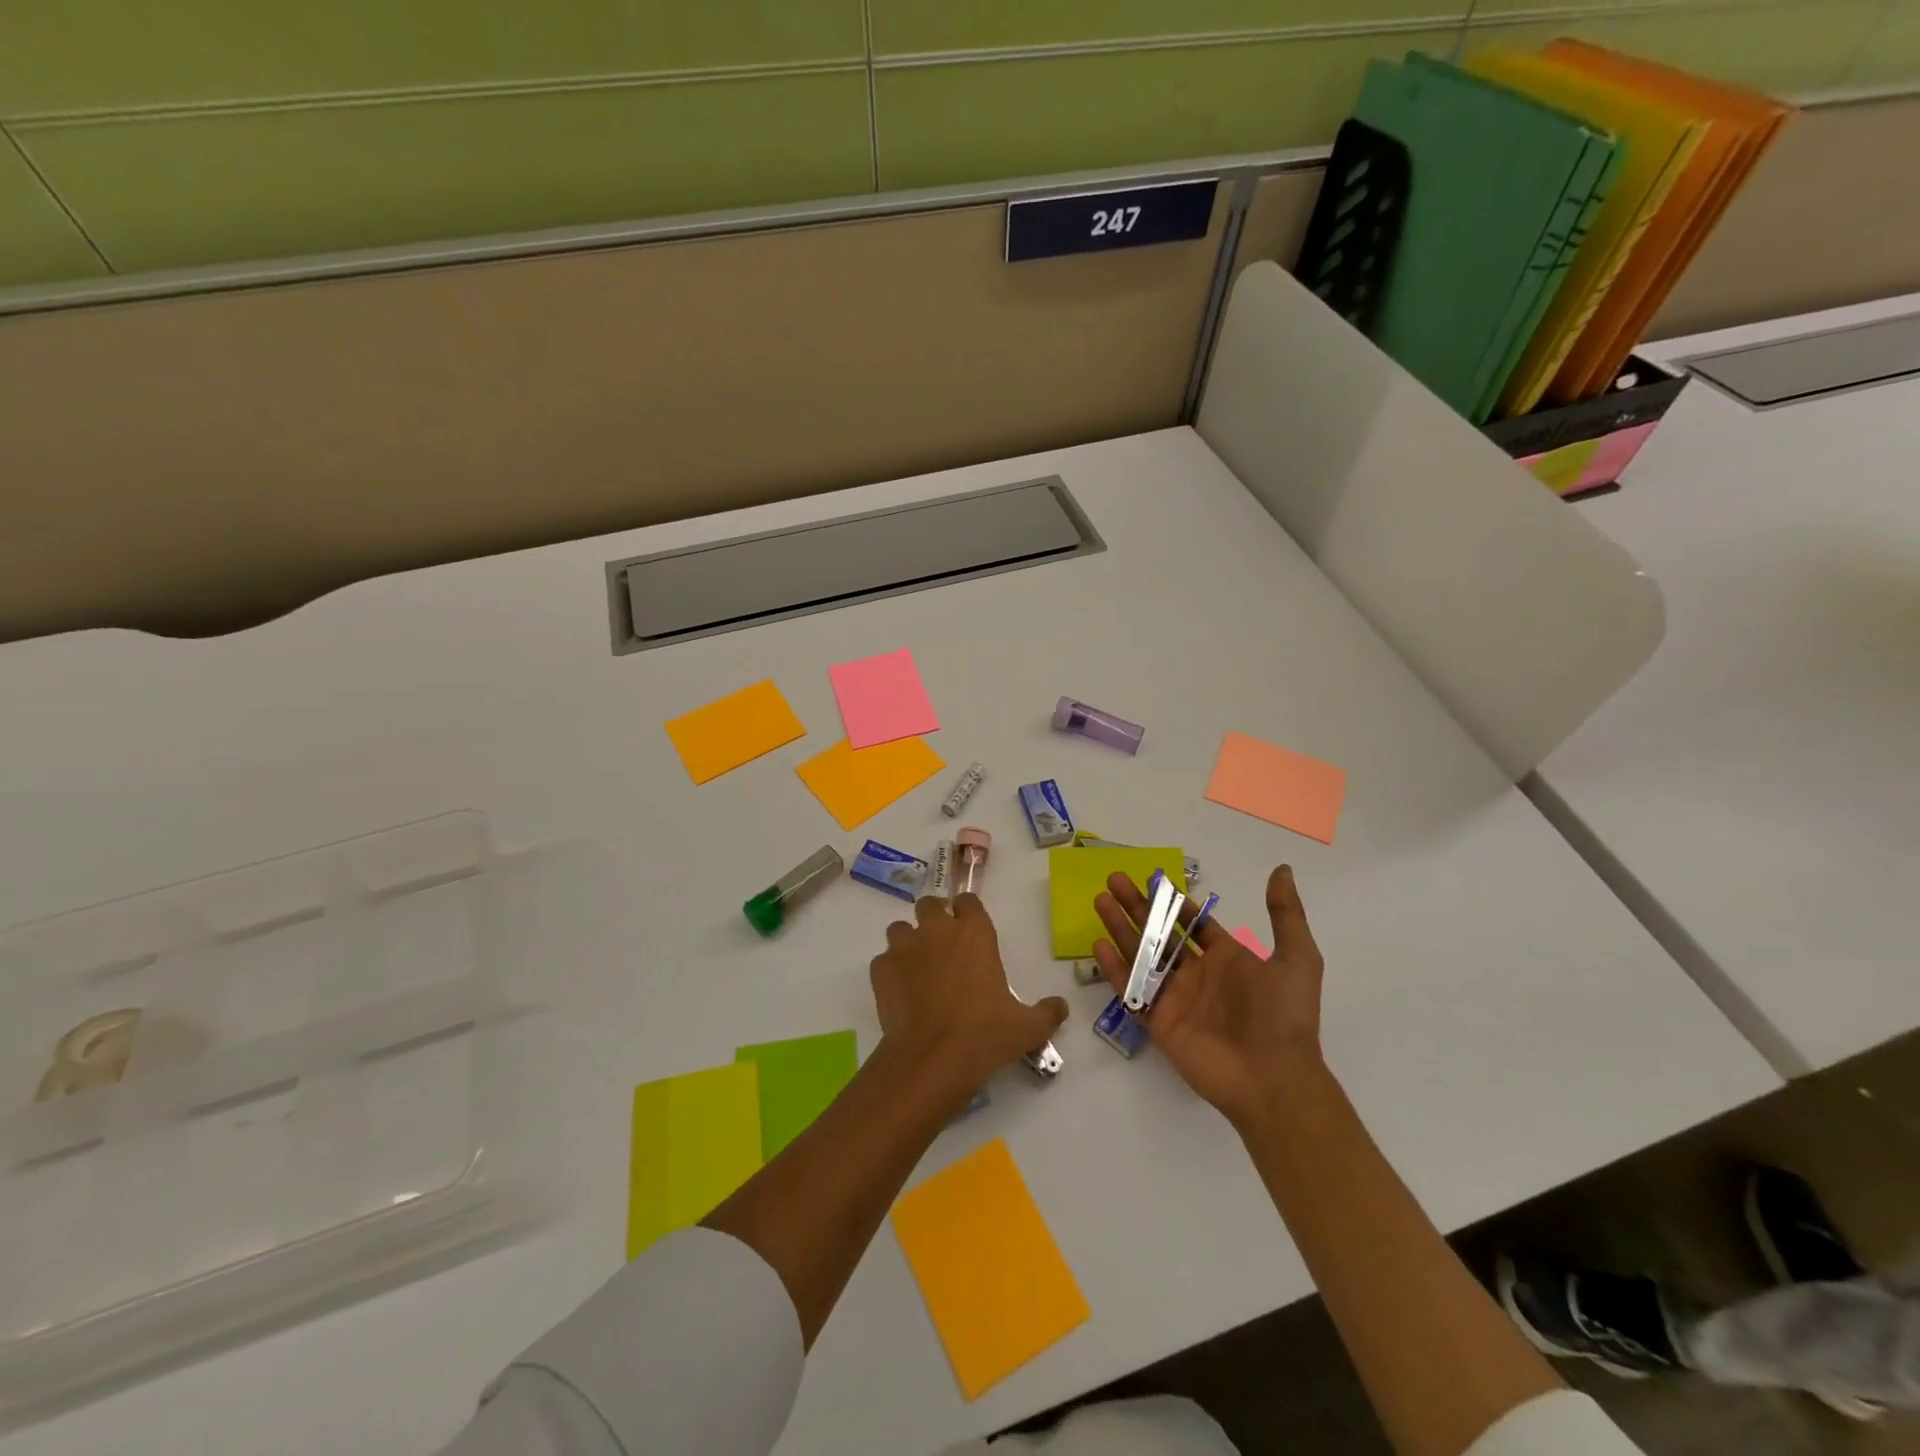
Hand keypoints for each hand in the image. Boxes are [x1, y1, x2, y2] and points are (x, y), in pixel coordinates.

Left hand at [870, 894, 1068, 1113]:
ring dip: (908, 941)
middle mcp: (937, 930)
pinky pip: (883, 959)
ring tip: (917, 967)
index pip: (968, 901)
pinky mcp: (881, 970)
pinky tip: (901, 991)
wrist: (933, 1060)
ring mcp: (904, 947)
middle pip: (929, 905)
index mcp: (974, 933)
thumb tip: (1060, 1007)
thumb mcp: (1027, 1028)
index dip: (968, 913)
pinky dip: (890, 970)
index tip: (971, 930)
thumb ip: (1047, 1013)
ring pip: (900, 928)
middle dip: (934, 919)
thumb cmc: (985, 1035)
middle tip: (942, 946)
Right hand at [1092, 865, 1325, 1129]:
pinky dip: (1114, 969)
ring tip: (1100, 901)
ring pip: (1140, 955)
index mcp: (1227, 958)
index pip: (1193, 923)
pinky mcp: (1158, 1022)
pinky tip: (1098, 944)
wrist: (1274, 1079)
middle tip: (1114, 880)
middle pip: (1160, 932)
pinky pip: (1131, 991)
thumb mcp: (1297, 958)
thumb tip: (1281, 870)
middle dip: (1137, 906)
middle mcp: (1197, 974)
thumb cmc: (1284, 1016)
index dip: (1173, 902)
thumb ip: (1286, 914)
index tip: (1152, 879)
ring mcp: (1175, 998)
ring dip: (1120, 928)